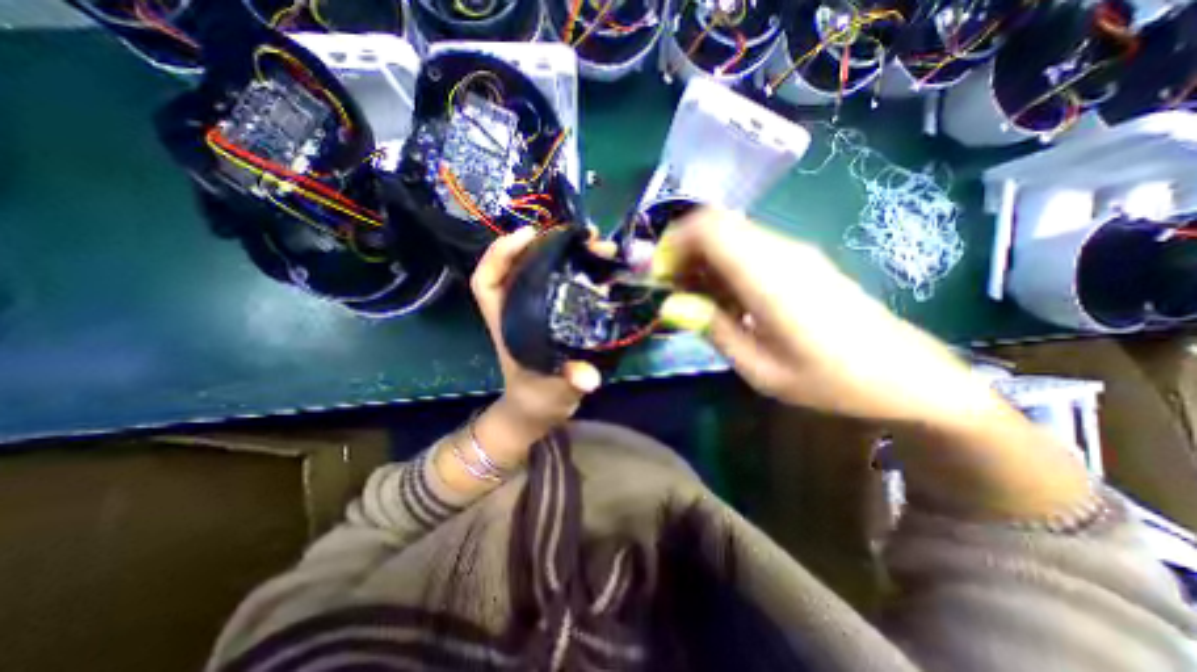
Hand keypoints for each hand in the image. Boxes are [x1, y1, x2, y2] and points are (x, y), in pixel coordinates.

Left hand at [473, 224, 603, 426]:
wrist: (540, 408)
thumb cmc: (537, 398)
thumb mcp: (552, 392)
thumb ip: (567, 382)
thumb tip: (589, 378)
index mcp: (507, 323)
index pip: (486, 281)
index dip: (500, 254)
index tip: (528, 234)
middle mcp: (520, 309)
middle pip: (523, 266)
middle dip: (549, 244)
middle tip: (584, 236)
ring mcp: (540, 309)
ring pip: (548, 271)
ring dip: (572, 254)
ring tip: (601, 246)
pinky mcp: (559, 314)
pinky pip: (567, 284)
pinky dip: (583, 272)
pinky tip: (604, 267)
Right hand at [654, 207, 1001, 424]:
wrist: (906, 374)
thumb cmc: (830, 381)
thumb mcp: (760, 369)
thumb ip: (713, 330)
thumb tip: (671, 305)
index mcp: (769, 276)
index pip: (707, 227)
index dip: (672, 244)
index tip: (659, 278)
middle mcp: (780, 251)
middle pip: (714, 224)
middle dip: (682, 251)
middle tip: (672, 290)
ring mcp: (794, 251)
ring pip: (730, 233)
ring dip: (702, 258)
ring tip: (696, 299)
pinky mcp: (801, 259)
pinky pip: (748, 246)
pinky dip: (724, 263)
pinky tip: (727, 298)